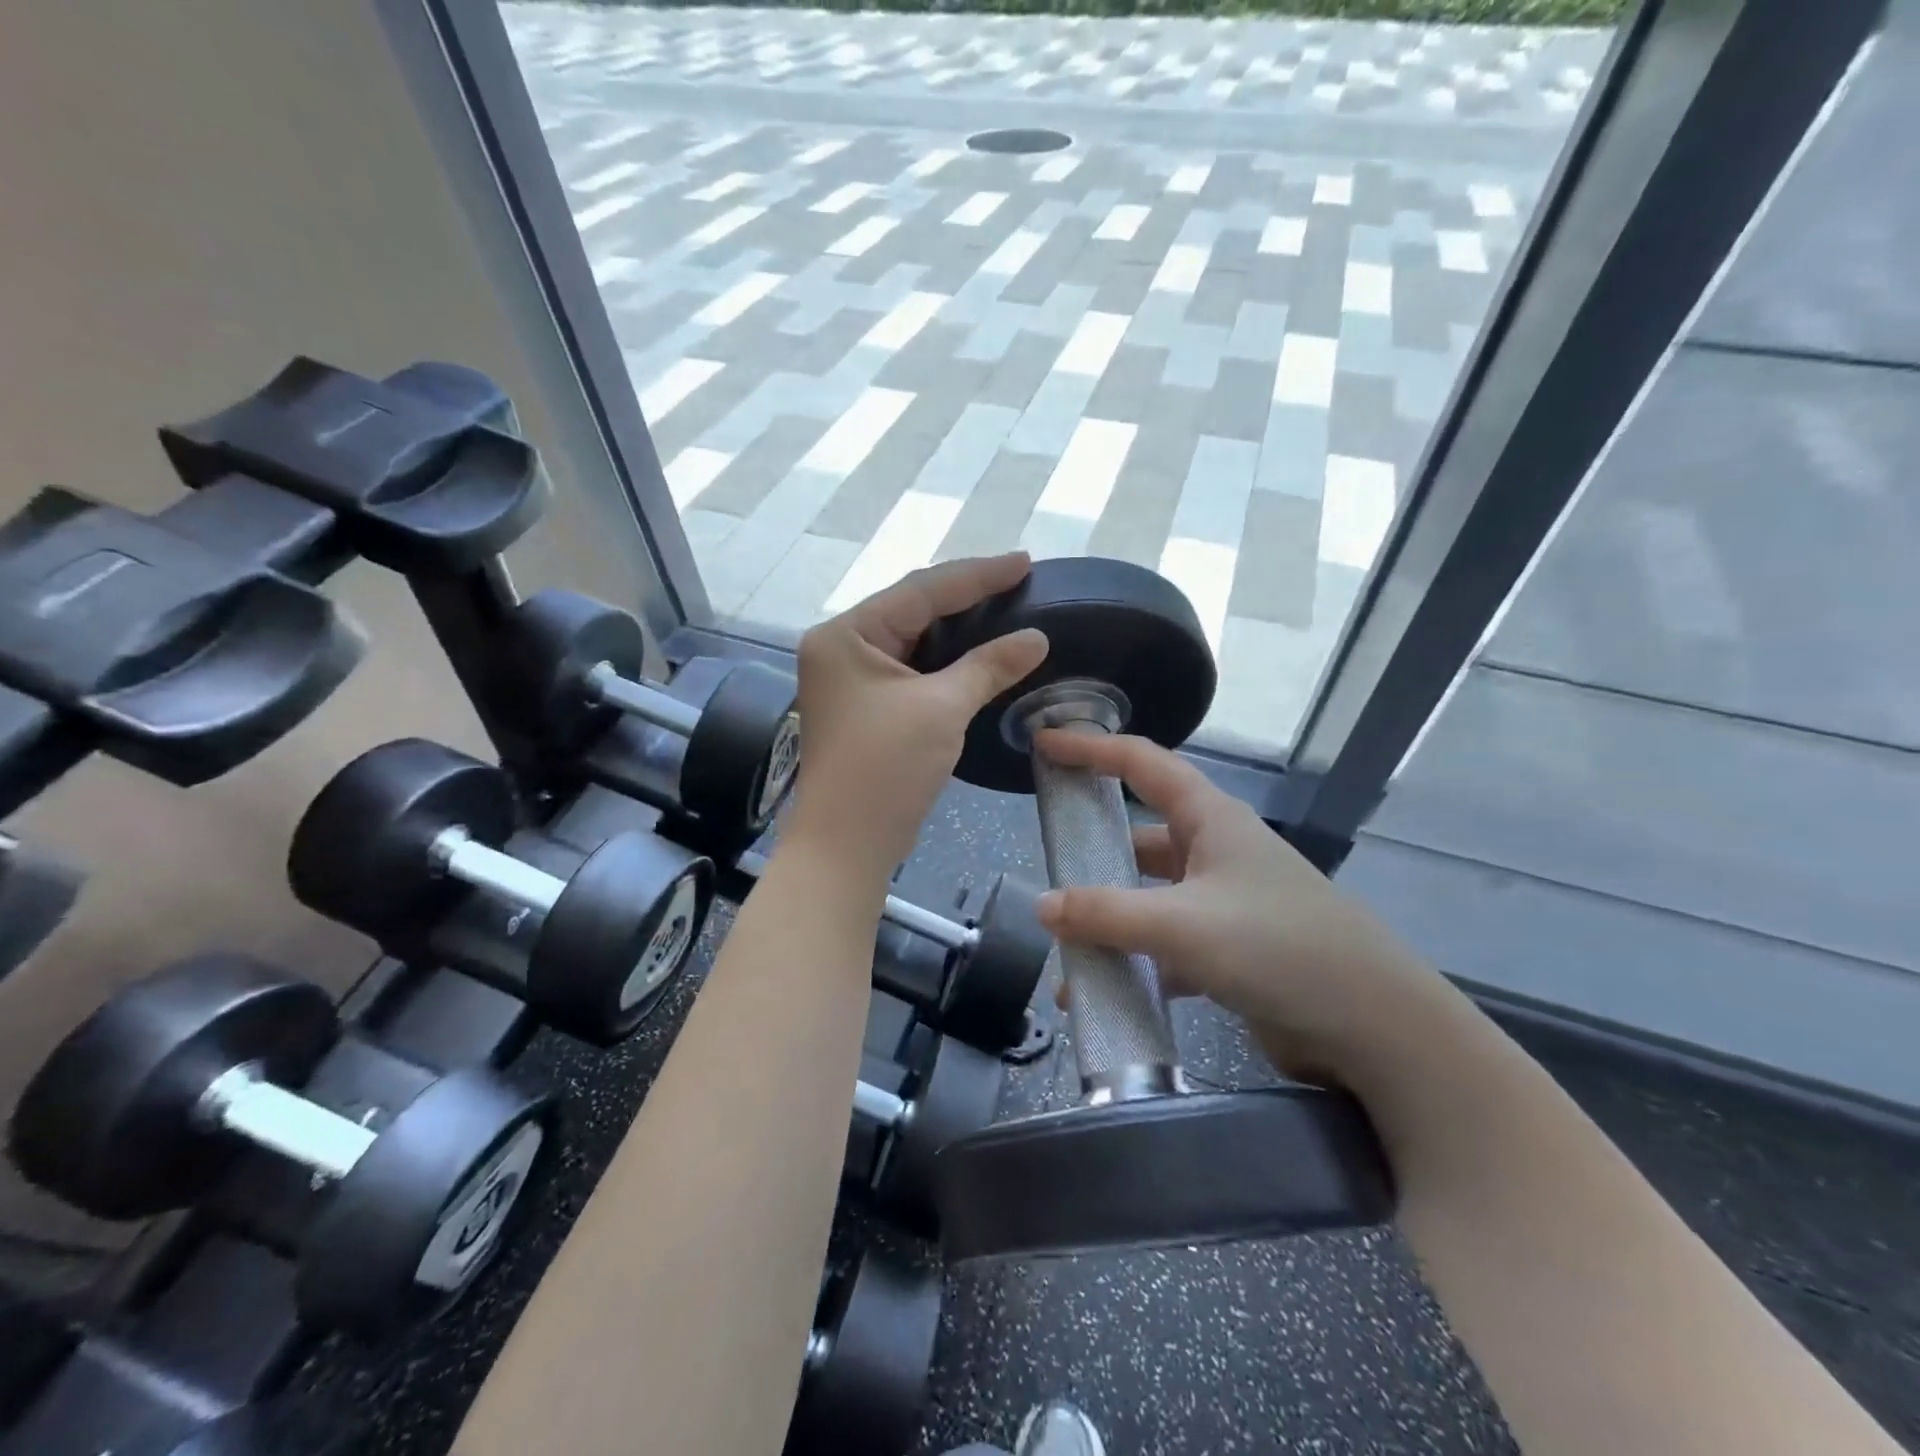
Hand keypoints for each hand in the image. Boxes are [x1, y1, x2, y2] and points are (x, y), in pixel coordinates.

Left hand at [787, 553, 1048, 876]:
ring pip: (912, 638)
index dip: (977, 575)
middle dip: (966, 595)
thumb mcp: (941, 709)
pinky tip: (977, 650)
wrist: (846, 844)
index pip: (920, 590)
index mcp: (846, 634)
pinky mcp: (864, 704)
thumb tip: (1036, 638)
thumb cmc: (886, 769)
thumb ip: (988, 665)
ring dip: (957, 627)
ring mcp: (849, 677)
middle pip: (912, 608)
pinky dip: (945, 659)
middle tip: (1019, 580)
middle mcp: (841, 646)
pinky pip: (910, 666)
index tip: (1025, 561)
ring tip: (1004, 605)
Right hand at [1032, 731, 1449, 1081]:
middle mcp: (1215, 851)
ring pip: (1149, 899)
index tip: (1043, 743)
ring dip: (1109, 923)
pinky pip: (1166, 946)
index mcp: (1210, 819)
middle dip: (1092, 854)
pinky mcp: (1231, 951)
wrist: (1377, 1030)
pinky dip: (1134, 964)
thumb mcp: (1184, 926)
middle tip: (1044, 870)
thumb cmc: (1280, 948)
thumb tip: (1041, 906)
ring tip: (1064, 954)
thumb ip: (1106, 915)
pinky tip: (1103, 998)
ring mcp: (1224, 903)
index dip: (1090, 747)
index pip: (1141, 762)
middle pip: (1139, 837)